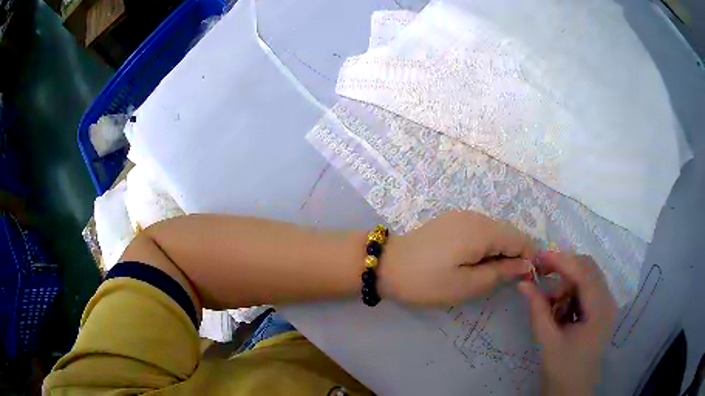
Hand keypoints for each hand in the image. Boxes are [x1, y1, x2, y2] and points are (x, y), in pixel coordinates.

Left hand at [379, 211, 534, 304]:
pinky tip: (473, 262)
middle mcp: (476, 217)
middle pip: (508, 233)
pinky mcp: (451, 221)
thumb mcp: (467, 285)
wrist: (386, 265)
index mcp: (483, 231)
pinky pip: (479, 231)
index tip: (526, 279)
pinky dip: (484, 246)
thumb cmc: (427, 281)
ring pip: (494, 232)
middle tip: (503, 281)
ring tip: (486, 275)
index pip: (520, 239)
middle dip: (513, 255)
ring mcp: (462, 216)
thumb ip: (500, 273)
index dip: (528, 257)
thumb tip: (526, 265)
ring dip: (499, 251)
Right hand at [518, 252, 616, 395]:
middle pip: (587, 268)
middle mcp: (608, 300)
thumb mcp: (547, 341)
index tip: (537, 257)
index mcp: (600, 309)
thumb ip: (537, 310)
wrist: (573, 390)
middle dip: (563, 269)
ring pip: (586, 277)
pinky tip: (560, 310)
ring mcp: (606, 304)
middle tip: (540, 276)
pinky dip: (570, 293)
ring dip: (565, 284)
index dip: (561, 261)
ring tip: (549, 305)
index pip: (584, 272)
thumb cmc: (562, 369)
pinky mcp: (601, 309)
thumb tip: (523, 283)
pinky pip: (585, 289)